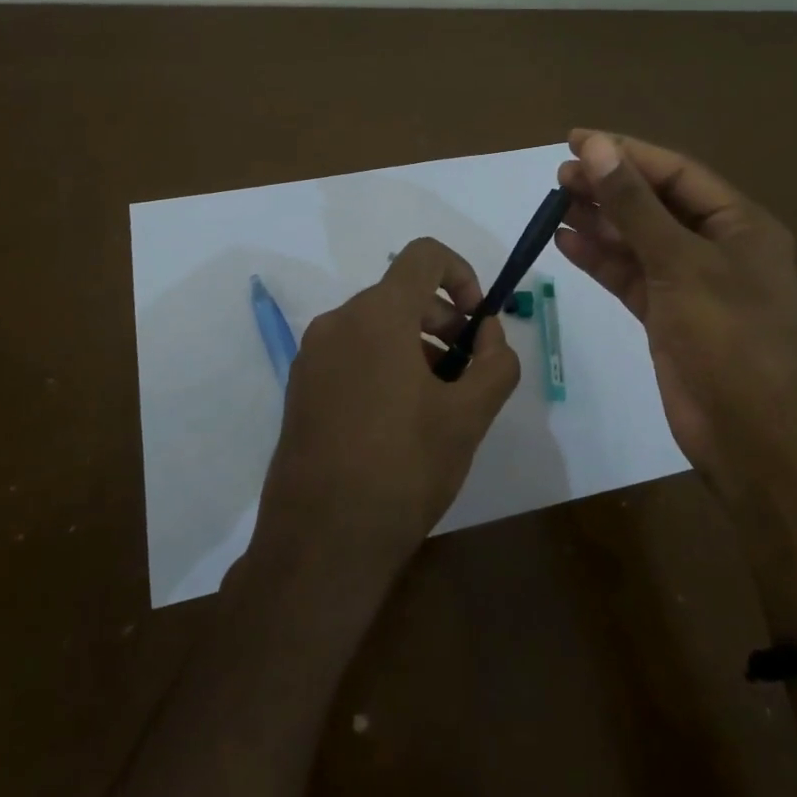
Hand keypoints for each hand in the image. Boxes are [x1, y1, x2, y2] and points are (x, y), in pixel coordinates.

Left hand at [250, 237, 520, 586]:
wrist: (321, 541)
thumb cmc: (404, 468)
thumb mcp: (470, 416)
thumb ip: (496, 362)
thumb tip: (488, 333)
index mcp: (377, 316)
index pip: (424, 255)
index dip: (462, 273)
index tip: (477, 320)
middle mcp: (337, 323)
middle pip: (400, 294)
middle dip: (443, 321)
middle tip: (468, 371)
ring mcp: (312, 356)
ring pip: (376, 327)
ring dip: (416, 347)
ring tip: (438, 402)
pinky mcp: (300, 388)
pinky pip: (352, 355)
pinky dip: (384, 366)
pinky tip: (400, 421)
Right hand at [555, 130, 796, 505]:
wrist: (752, 436)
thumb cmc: (728, 339)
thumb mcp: (680, 263)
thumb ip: (634, 206)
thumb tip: (596, 147)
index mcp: (740, 224)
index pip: (676, 173)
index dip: (627, 152)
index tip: (576, 140)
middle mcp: (718, 247)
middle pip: (656, 204)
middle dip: (609, 187)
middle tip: (559, 175)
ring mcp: (692, 284)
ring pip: (639, 241)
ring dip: (600, 222)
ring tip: (555, 203)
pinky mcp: (669, 317)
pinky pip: (631, 276)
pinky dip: (601, 260)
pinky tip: (566, 242)